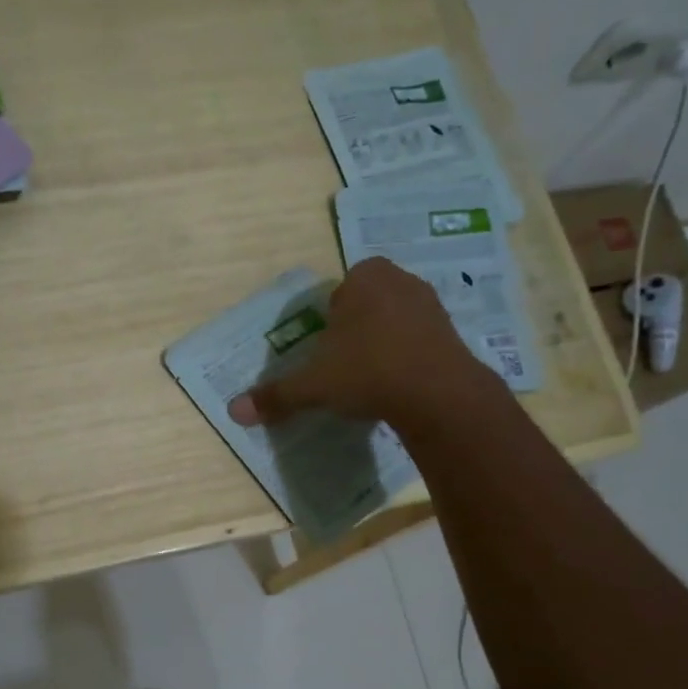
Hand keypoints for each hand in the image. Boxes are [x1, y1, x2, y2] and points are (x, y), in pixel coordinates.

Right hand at [226, 258, 497, 430]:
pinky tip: (401, 384)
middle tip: (348, 366)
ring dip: (384, 343)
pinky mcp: (453, 330)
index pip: (338, 294)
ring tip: (374, 378)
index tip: (328, 353)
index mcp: (364, 277)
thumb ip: (276, 395)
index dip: (330, 323)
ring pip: (395, 320)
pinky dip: (409, 357)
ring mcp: (431, 303)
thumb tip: (234, 411)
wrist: (438, 394)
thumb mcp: (313, 385)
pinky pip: (420, 339)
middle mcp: (400, 280)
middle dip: (357, 330)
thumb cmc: (367, 372)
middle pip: (367, 304)